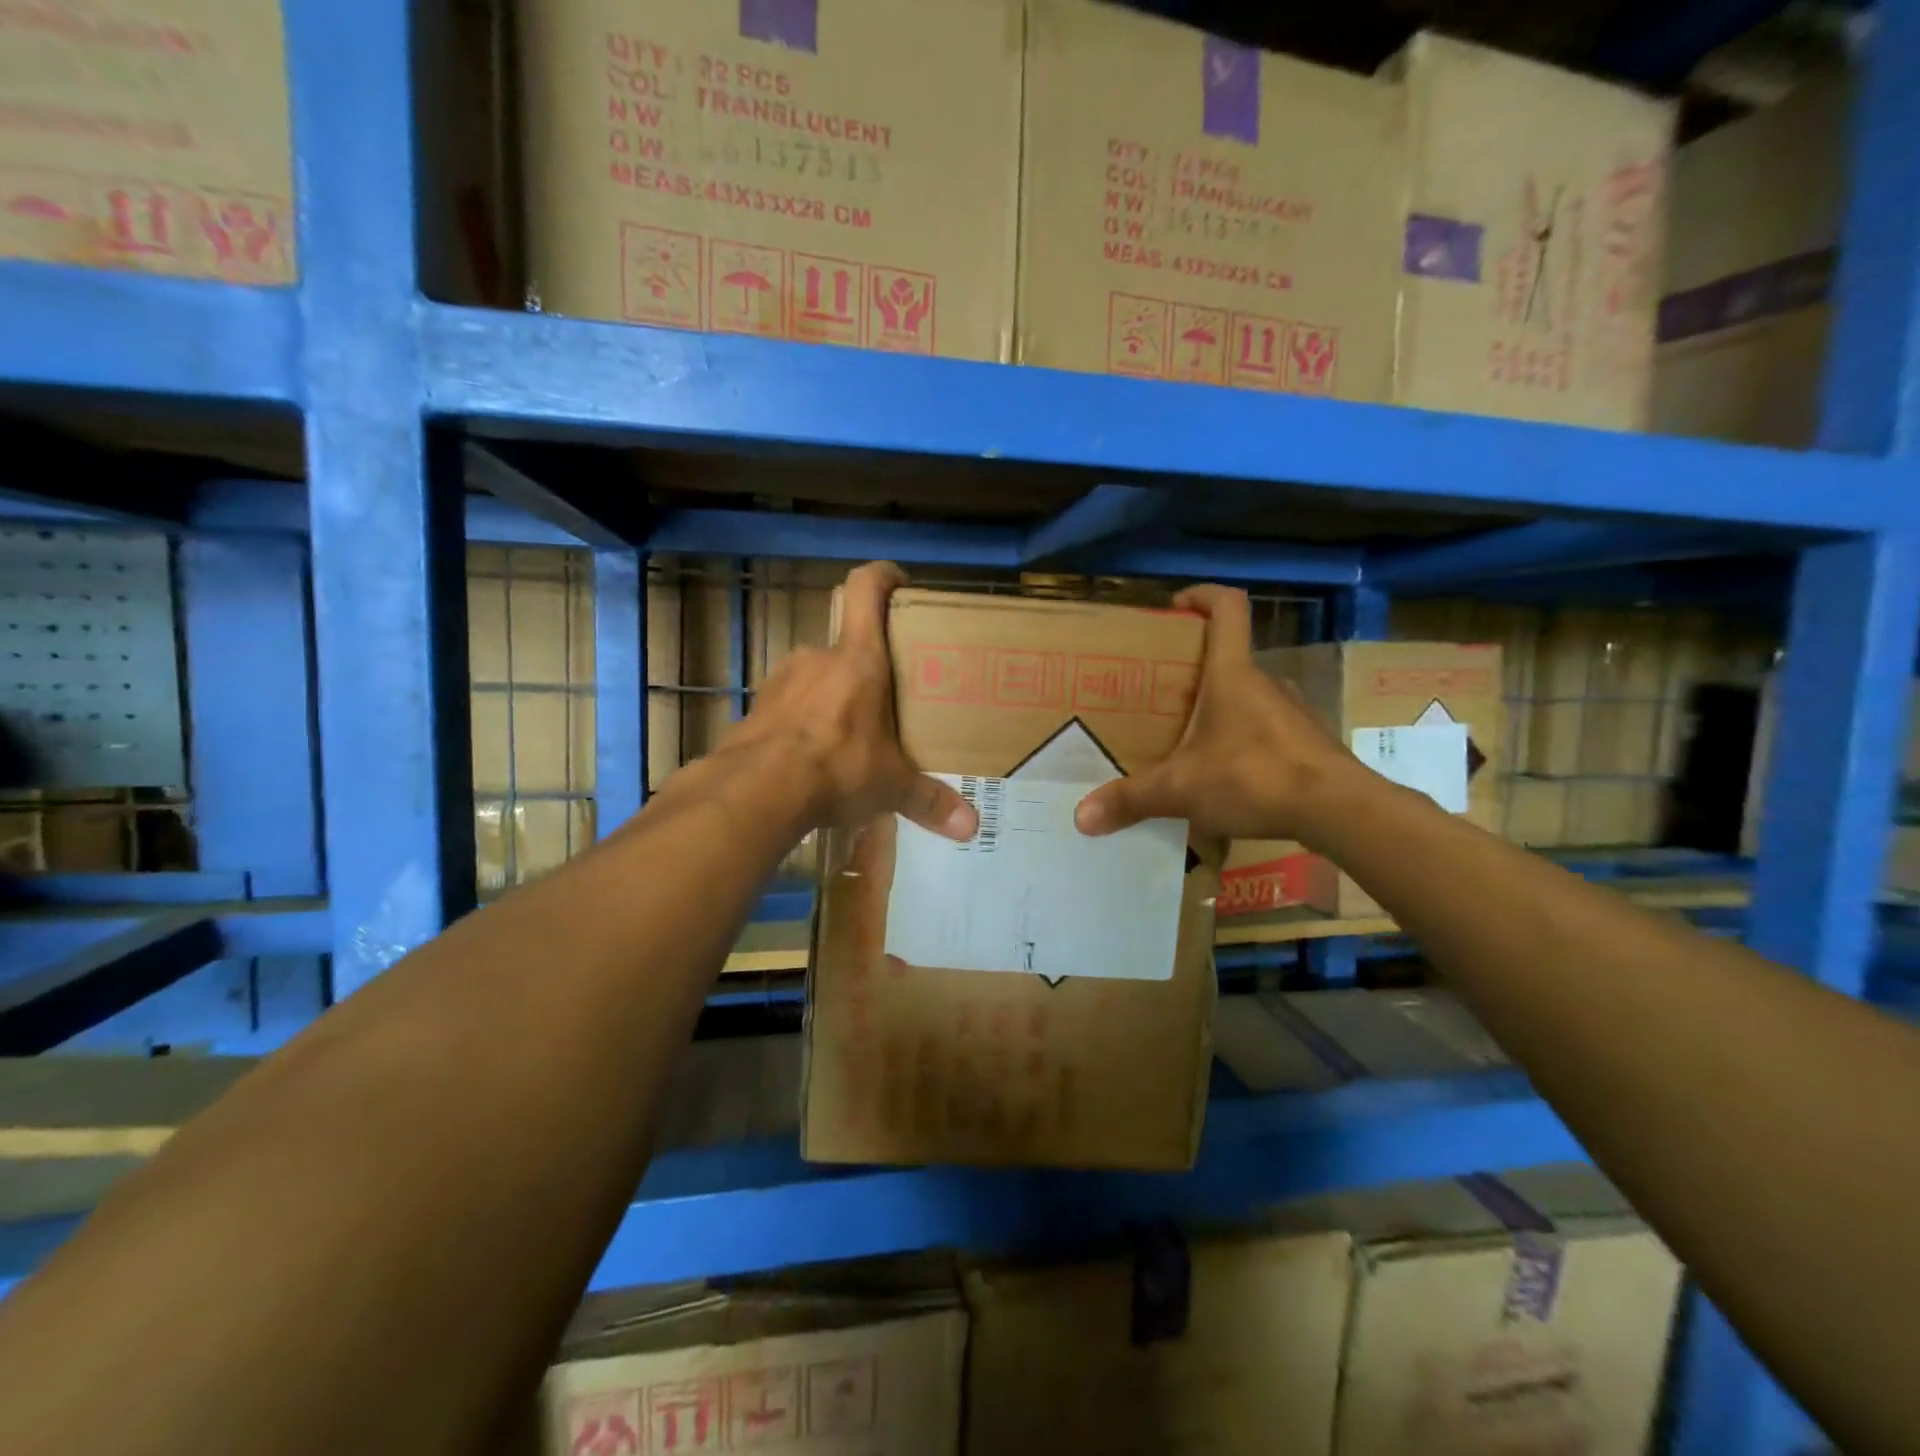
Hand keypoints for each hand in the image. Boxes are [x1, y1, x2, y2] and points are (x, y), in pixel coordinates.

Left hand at [723, 562, 978, 841]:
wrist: (755, 791)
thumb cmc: (837, 767)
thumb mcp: (890, 786)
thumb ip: (929, 801)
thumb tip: (971, 827)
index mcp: (858, 659)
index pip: (866, 589)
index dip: (884, 576)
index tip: (901, 583)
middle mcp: (817, 658)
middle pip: (846, 644)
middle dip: (868, 668)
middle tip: (889, 699)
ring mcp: (781, 681)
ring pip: (816, 678)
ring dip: (834, 698)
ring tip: (852, 735)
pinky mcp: (756, 709)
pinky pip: (789, 707)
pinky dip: (804, 724)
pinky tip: (814, 759)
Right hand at [1073, 584, 1354, 842]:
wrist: (1340, 810)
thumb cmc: (1254, 777)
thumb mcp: (1181, 790)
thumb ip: (1131, 800)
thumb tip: (1082, 817)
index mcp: (1232, 674)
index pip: (1227, 607)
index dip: (1202, 595)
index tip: (1175, 606)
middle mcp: (1265, 683)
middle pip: (1229, 658)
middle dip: (1194, 672)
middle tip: (1162, 697)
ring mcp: (1292, 713)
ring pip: (1249, 698)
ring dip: (1220, 711)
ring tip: (1189, 743)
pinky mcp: (1308, 744)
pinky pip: (1267, 732)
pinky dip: (1244, 745)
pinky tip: (1227, 778)